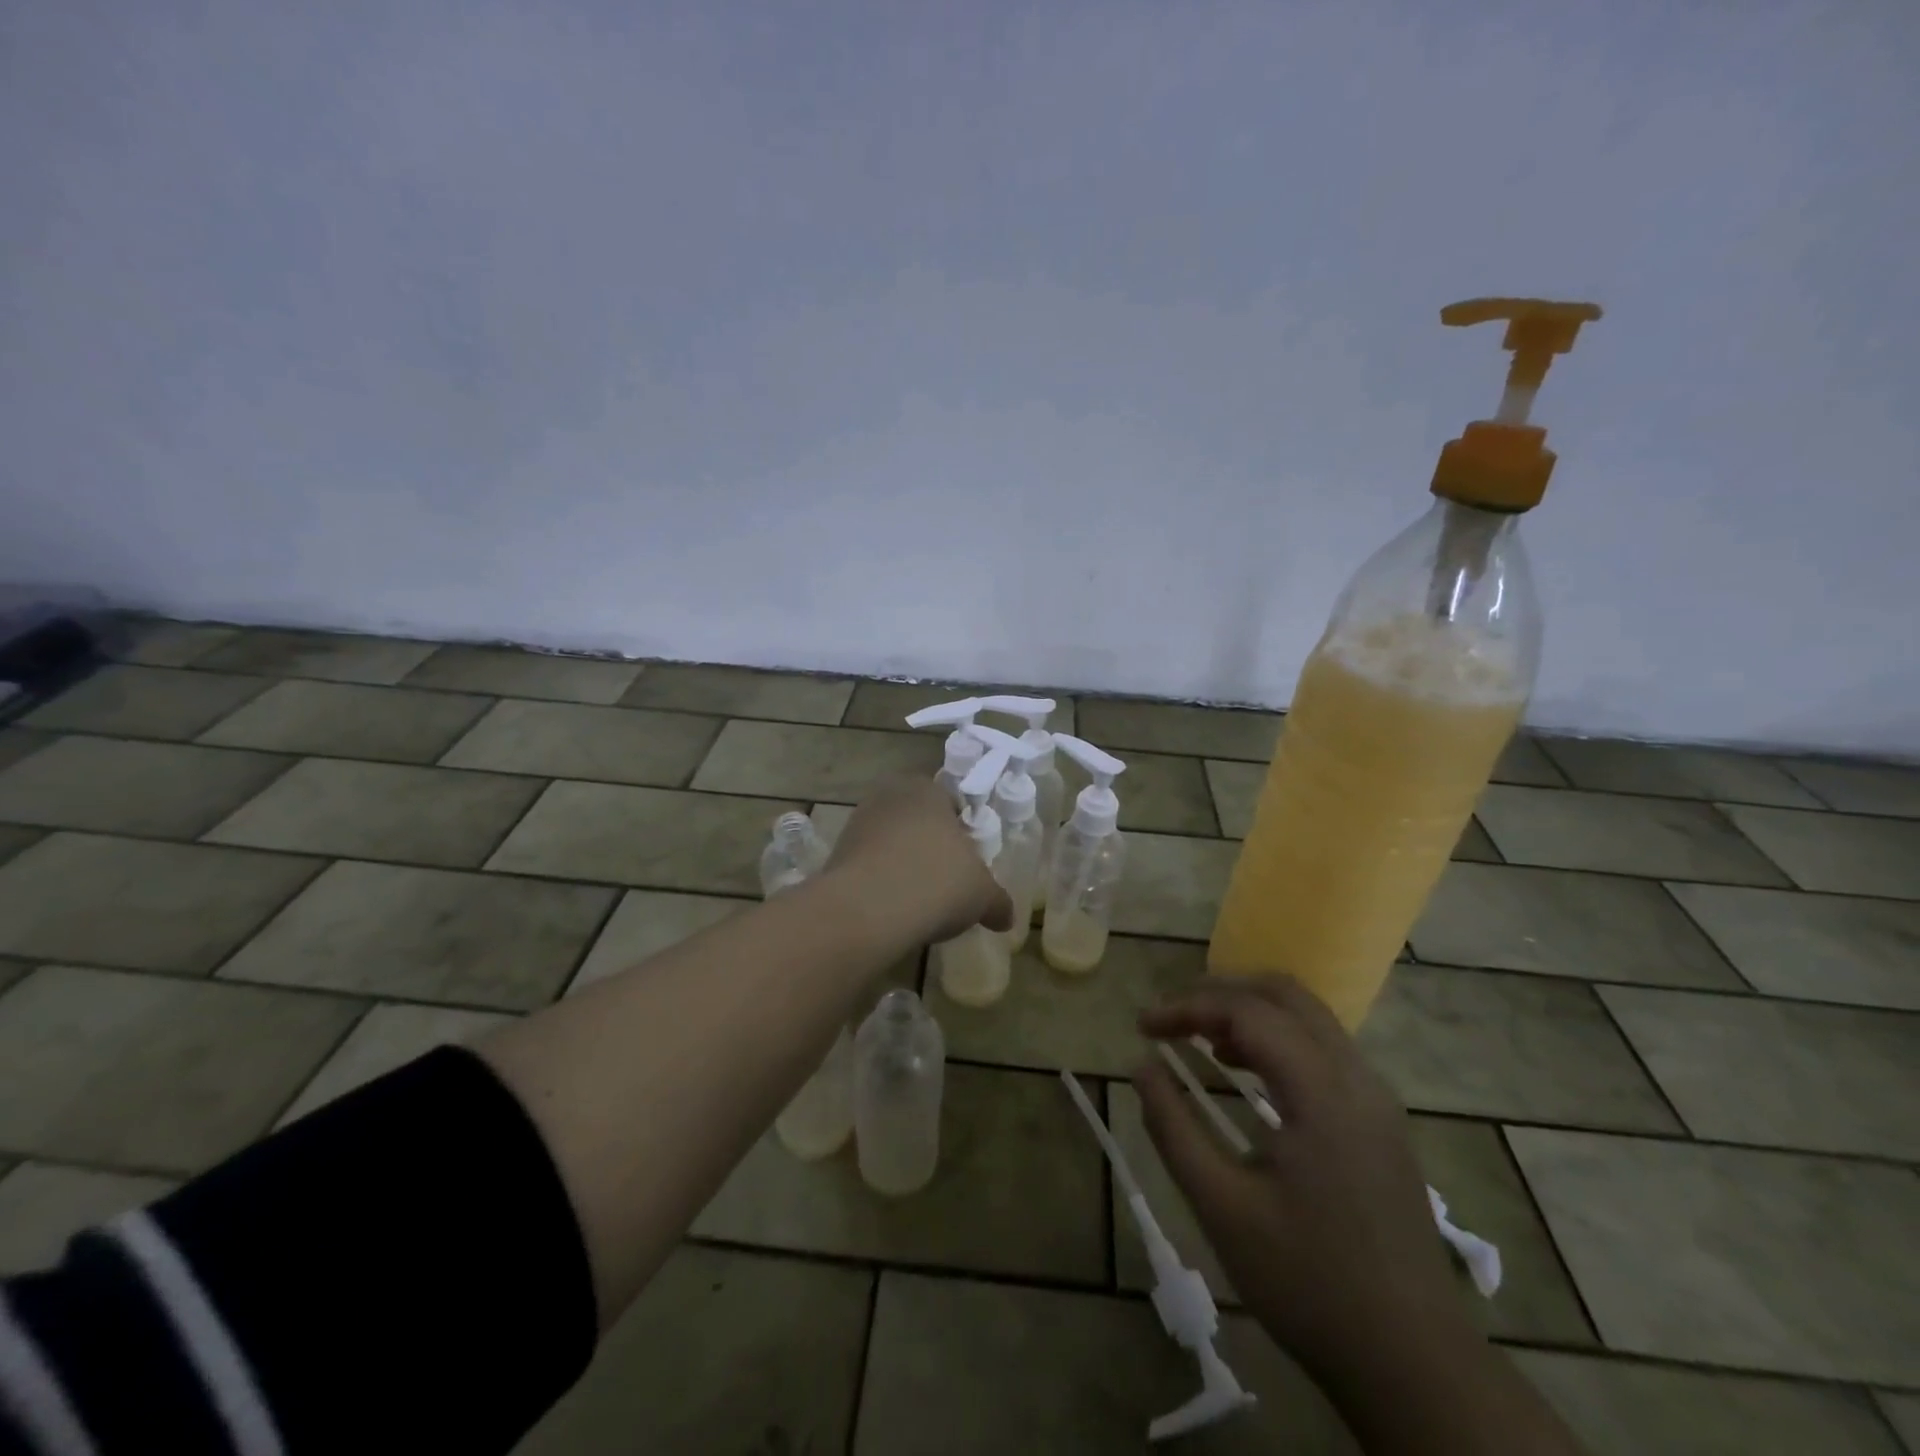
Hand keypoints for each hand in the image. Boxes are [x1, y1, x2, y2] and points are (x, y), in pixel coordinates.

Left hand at [823, 777, 1013, 943]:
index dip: (961, 833)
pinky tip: (892, 909)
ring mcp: (857, 823)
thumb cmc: (937, 881)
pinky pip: (868, 866)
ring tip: (918, 901)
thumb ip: (997, 901)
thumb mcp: (982, 894)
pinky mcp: (836, 854)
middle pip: (917, 822)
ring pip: (890, 843)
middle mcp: (889, 796)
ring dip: (902, 865)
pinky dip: (880, 883)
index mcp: (927, 789)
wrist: (869, 908)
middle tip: (945, 881)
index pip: (950, 803)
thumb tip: (1006, 917)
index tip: (967, 863)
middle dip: (929, 847)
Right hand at [1135, 975, 1472, 1388]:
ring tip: (1201, 1040)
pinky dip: (1277, 1038)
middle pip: (1285, 994)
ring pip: (1309, 1017)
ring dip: (1250, 1012)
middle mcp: (1356, 1077)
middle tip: (1172, 1018)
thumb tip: (1142, 1066)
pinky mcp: (1381, 1121)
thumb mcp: (1222, 1207)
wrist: (1415, 1364)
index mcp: (1321, 1091)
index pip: (1246, 1012)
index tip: (1142, 1027)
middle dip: (1220, 993)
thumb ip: (1174, 1127)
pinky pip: (1324, 1048)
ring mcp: (1376, 1098)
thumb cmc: (1309, 1283)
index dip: (1187, 1007)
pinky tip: (1246, 1072)